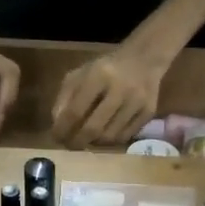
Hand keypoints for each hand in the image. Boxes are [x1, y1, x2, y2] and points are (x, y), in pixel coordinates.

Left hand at [50, 48, 165, 147]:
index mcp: (99, 75)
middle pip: (93, 128)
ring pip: (109, 136)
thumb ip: (65, 97)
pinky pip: (125, 137)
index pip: (75, 111)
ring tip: (86, 139)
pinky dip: (110, 141)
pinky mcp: (149, 112)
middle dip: (77, 142)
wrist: (144, 59)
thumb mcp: (81, 74)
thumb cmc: (106, 69)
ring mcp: (137, 102)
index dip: (62, 128)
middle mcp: (120, 89)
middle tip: (69, 145)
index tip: (55, 137)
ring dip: (93, 142)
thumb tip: (57, 124)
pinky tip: (103, 136)